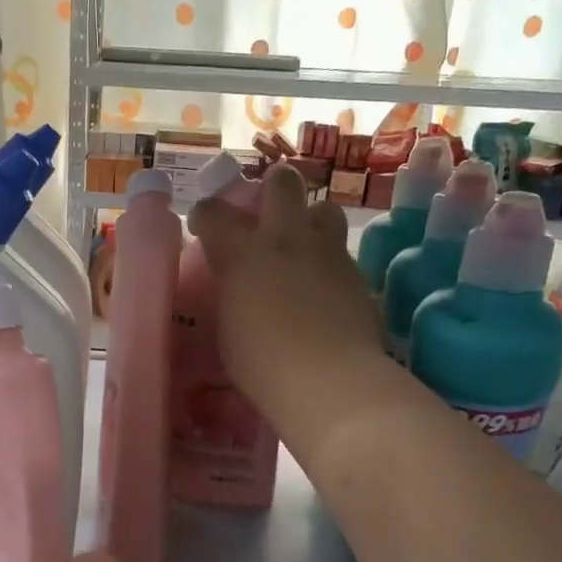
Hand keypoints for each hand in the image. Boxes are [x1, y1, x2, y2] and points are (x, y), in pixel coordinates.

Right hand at [187, 162, 384, 423]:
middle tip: (265, 214)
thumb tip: (236, 287)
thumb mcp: (228, 328)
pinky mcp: (357, 273)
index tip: (203, 226)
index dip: (205, 215)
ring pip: (324, 208)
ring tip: (303, 245)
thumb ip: (231, 295)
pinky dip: (329, 262)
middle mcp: (285, 240)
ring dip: (311, 220)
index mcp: (241, 253)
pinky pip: (341, 251)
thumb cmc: (261, 364)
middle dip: (272, 189)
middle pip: (282, 182)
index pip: (213, 213)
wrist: (327, 379)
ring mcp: (326, 252)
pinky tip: (324, 288)